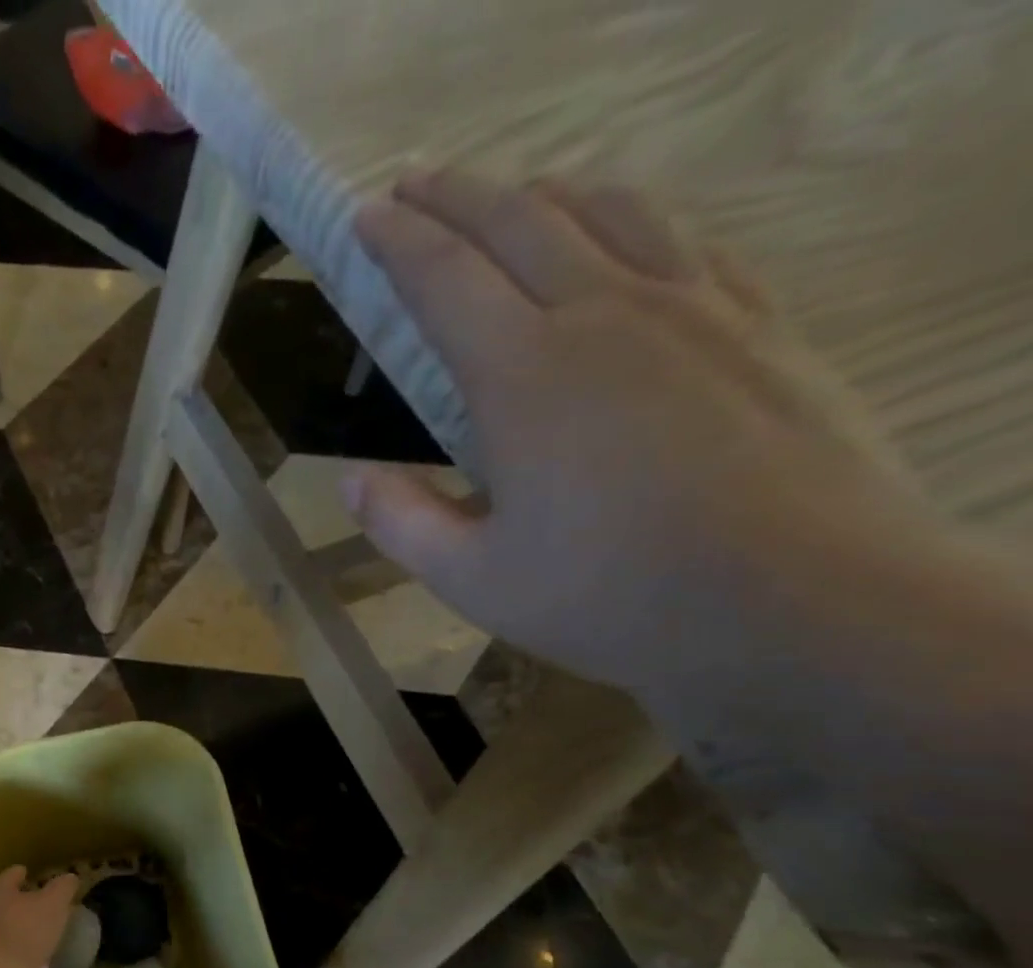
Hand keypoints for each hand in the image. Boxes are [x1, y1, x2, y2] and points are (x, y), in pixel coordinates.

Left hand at [0, 867, 78, 967]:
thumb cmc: (27, 930)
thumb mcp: (53, 903)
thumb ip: (62, 888)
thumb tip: (70, 876)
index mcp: (2, 894)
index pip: (8, 877)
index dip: (17, 873)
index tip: (24, 870)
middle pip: (5, 903)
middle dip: (21, 902)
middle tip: (40, 901)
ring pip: (9, 929)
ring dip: (25, 928)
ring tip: (45, 930)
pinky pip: (15, 954)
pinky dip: (27, 953)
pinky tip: (43, 960)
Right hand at [346, 170, 934, 705]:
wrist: (797, 601)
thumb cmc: (610, 596)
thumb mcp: (472, 579)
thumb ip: (401, 523)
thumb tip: (350, 482)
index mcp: (523, 375)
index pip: (443, 278)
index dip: (396, 242)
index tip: (363, 218)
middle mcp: (604, 314)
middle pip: (519, 221)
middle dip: (456, 196)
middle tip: (414, 186)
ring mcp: (693, 307)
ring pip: (609, 211)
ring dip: (543, 195)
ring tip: (510, 198)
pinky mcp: (758, 322)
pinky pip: (686, 240)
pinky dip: (633, 221)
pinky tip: (623, 238)